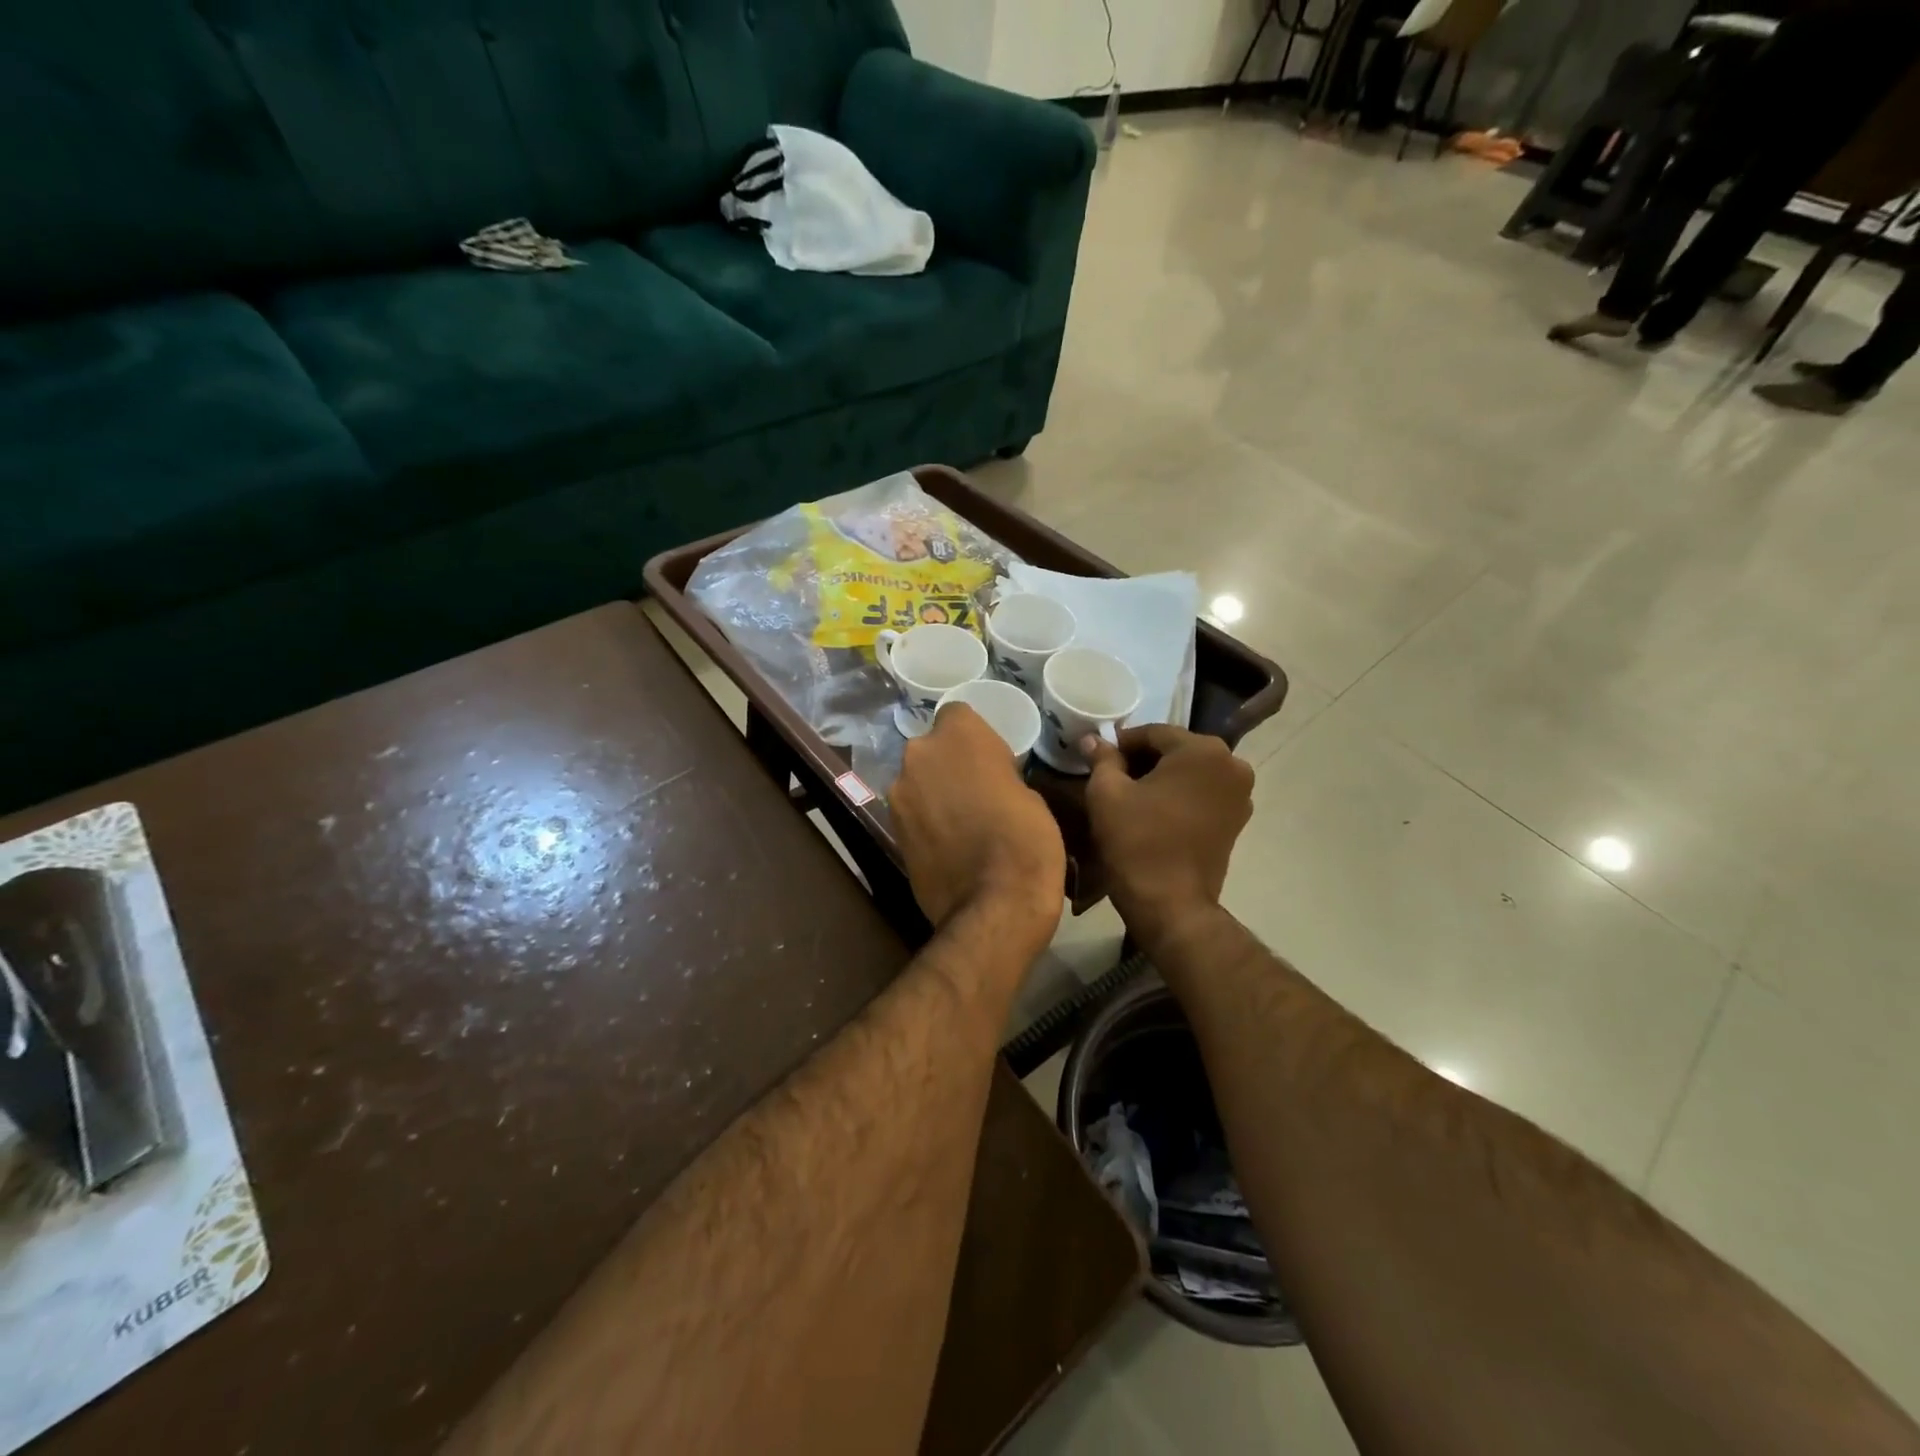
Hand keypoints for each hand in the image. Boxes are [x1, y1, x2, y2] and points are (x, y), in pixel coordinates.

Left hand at [891, 705, 1065, 952]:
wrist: (994, 905)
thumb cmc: (1027, 841)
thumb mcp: (1030, 795)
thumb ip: (998, 775)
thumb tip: (988, 783)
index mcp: (959, 734)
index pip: (958, 714)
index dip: (974, 737)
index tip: (991, 761)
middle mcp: (919, 753)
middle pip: (932, 748)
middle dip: (949, 763)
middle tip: (976, 790)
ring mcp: (899, 792)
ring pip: (918, 779)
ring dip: (934, 791)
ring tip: (961, 822)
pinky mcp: (890, 828)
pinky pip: (911, 810)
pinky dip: (925, 819)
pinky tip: (947, 843)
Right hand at [1084, 725, 1254, 948]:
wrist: (1171, 905)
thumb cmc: (1137, 842)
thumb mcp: (1106, 793)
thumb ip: (1102, 759)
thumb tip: (1092, 740)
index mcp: (1202, 750)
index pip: (1153, 733)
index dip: (1121, 744)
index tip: (1099, 759)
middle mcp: (1232, 764)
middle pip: (1176, 750)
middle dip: (1143, 760)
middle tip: (1111, 777)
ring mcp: (1240, 794)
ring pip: (1191, 772)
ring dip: (1162, 778)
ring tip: (1131, 797)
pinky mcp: (1238, 820)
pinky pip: (1203, 794)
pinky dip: (1179, 796)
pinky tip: (1155, 813)